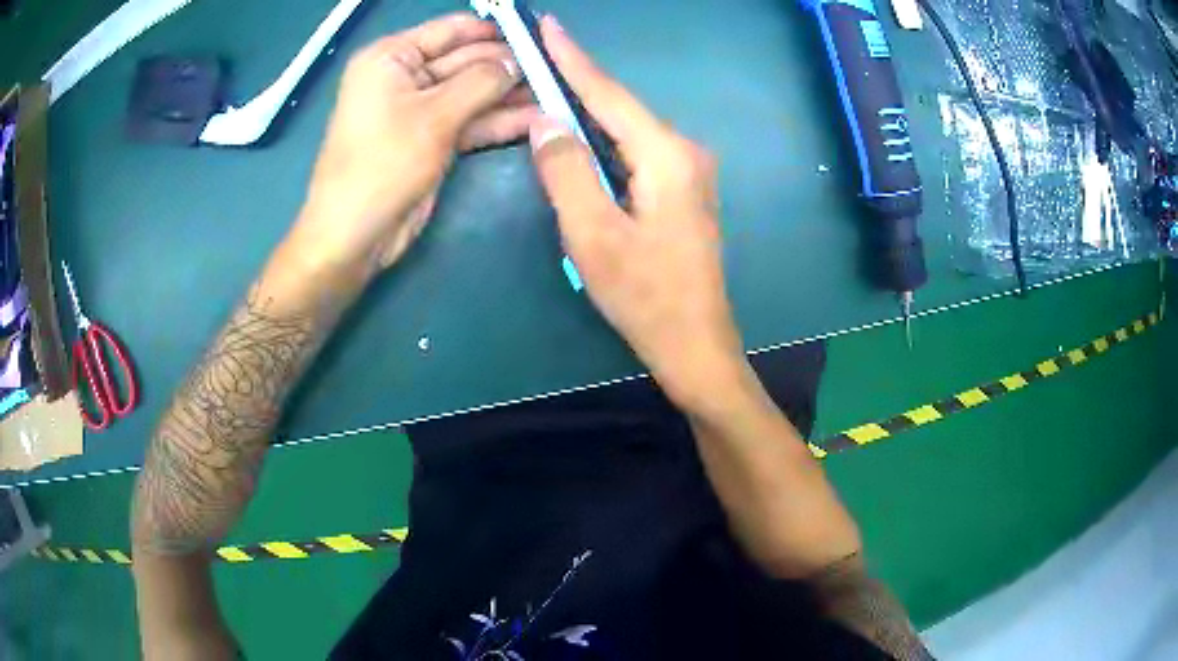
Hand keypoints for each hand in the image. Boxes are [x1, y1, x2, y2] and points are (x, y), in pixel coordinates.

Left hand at [292, 14, 536, 276]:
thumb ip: (482, 81)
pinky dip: (498, 120)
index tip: (538, 35)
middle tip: (556, 68)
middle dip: (508, 66)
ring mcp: (420, 110)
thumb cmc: (383, 164)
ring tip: (556, 92)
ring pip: (472, 93)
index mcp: (392, 57)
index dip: (494, 31)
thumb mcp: (434, 116)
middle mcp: (405, 76)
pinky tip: (537, 118)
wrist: (354, 235)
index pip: (451, 30)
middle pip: (466, 60)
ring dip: (510, 95)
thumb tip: (519, 61)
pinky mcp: (432, 139)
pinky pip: (470, 120)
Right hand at [528, 17, 748, 409]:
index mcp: (666, 155)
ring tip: (548, 88)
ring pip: (627, 130)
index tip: (549, 25)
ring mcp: (689, 171)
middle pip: (620, 108)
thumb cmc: (644, 296)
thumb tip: (545, 120)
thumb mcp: (592, 235)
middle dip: (576, 83)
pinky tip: (581, 136)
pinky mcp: (683, 191)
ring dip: (588, 113)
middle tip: (536, 57)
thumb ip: (566, 170)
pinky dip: (604, 142)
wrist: (695, 344)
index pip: (608, 94)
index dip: (574, 58)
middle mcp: (684, 152)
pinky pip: (635, 152)